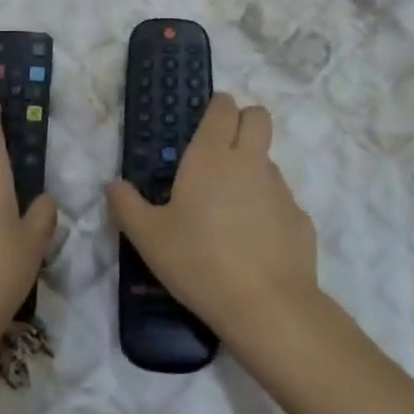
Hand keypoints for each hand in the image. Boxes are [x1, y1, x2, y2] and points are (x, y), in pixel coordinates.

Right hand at [105, 93, 319, 359]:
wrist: (266, 306)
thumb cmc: (198, 262)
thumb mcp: (147, 237)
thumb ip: (126, 205)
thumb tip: (113, 185)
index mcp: (211, 157)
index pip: (224, 108)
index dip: (218, 106)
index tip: (205, 121)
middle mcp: (250, 162)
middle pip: (258, 117)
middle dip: (244, 121)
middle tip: (221, 150)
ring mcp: (280, 190)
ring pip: (269, 160)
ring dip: (252, 169)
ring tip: (230, 207)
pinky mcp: (300, 219)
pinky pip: (282, 201)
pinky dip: (268, 209)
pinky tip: (252, 242)